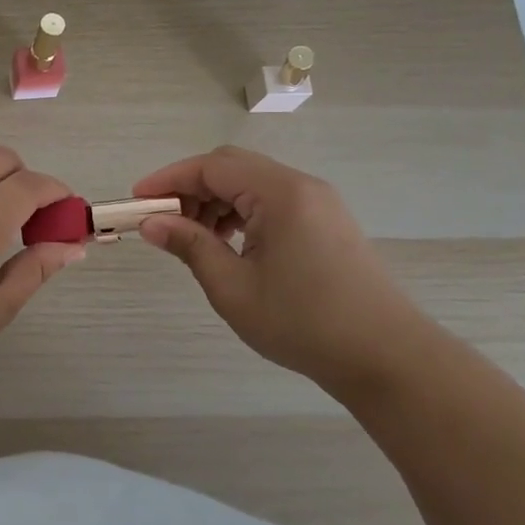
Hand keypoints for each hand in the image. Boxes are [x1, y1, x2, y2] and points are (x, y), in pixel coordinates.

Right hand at [132, 145, 430, 388]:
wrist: (387, 358)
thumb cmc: (303, 323)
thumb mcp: (233, 287)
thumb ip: (190, 246)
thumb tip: (151, 223)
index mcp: (280, 194)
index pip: (212, 166)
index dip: (168, 179)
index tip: (137, 201)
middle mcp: (301, 186)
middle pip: (232, 168)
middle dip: (190, 189)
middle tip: (163, 221)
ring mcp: (319, 203)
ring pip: (252, 184)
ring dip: (215, 201)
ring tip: (194, 239)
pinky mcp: (327, 222)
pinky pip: (272, 201)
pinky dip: (241, 213)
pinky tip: (230, 245)